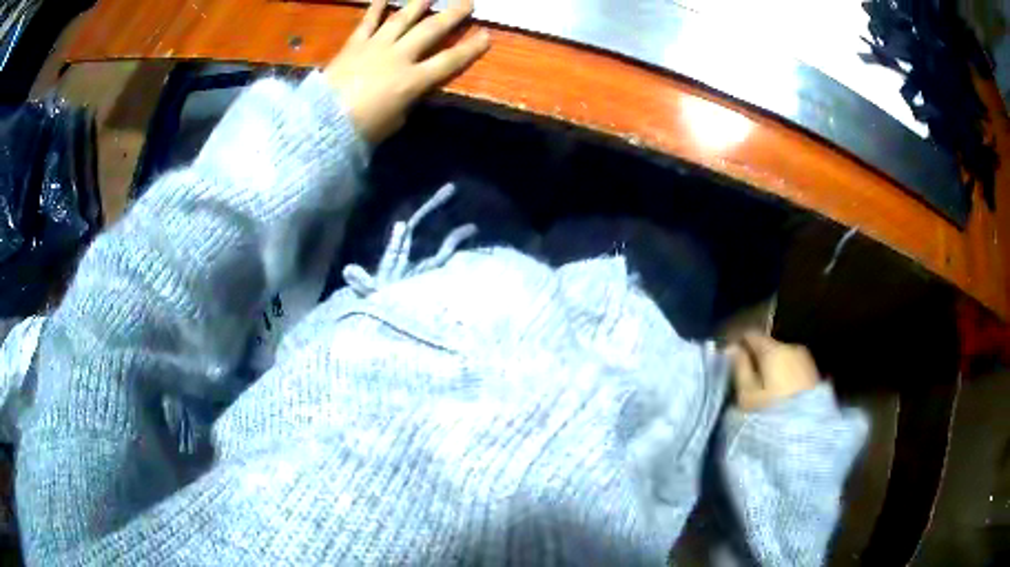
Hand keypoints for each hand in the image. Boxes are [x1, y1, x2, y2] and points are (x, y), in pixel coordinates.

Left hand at [324, 0, 490, 144]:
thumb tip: (414, 88)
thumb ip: (409, 100)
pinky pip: (368, 22)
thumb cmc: (363, 129)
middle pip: (431, 31)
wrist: (323, 123)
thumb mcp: (395, 120)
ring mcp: (376, 46)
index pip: (449, 61)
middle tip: (468, 2)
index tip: (486, 35)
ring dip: (419, 4)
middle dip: (452, 15)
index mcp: (413, 80)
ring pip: (403, 19)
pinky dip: (376, 8)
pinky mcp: (354, 44)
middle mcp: (399, 56)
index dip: (470, 48)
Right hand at [726, 332, 819, 410]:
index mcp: (774, 349)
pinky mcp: (815, 374)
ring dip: (773, 369)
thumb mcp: (747, 395)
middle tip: (746, 381)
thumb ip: (740, 368)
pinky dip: (785, 376)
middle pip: (770, 346)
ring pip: (783, 358)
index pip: (752, 335)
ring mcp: (806, 360)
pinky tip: (780, 395)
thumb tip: (732, 348)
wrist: (808, 434)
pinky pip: (794, 368)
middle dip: (758, 359)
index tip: (731, 361)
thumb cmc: (771, 412)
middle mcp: (792, 347)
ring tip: (764, 391)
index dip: (740, 345)